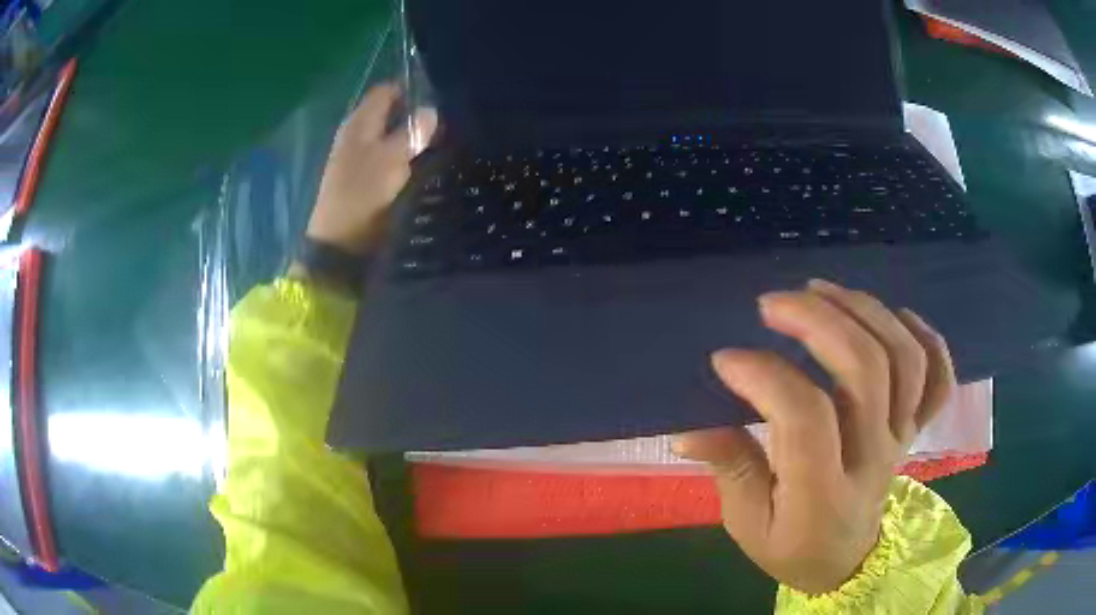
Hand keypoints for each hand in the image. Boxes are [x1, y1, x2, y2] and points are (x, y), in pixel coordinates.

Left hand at [306, 83, 437, 254]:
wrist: (340, 241)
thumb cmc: (364, 194)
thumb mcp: (392, 159)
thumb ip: (412, 132)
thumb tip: (431, 111)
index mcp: (360, 121)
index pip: (386, 90)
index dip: (411, 88)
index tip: (438, 97)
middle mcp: (357, 132)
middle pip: (389, 111)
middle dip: (415, 113)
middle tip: (444, 122)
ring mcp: (358, 154)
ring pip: (389, 133)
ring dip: (411, 136)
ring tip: (439, 141)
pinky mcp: (363, 175)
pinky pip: (388, 153)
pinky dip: (404, 153)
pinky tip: (420, 161)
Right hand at [674, 280, 956, 594]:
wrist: (847, 563)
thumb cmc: (792, 548)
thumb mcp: (748, 525)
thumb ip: (730, 470)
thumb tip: (689, 428)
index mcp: (823, 493)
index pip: (806, 417)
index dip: (765, 377)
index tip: (726, 359)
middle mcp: (873, 458)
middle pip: (866, 370)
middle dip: (818, 322)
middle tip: (773, 304)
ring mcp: (902, 438)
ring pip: (905, 360)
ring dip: (865, 312)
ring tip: (821, 291)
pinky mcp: (915, 429)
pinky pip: (938, 379)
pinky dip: (926, 337)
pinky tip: (893, 316)